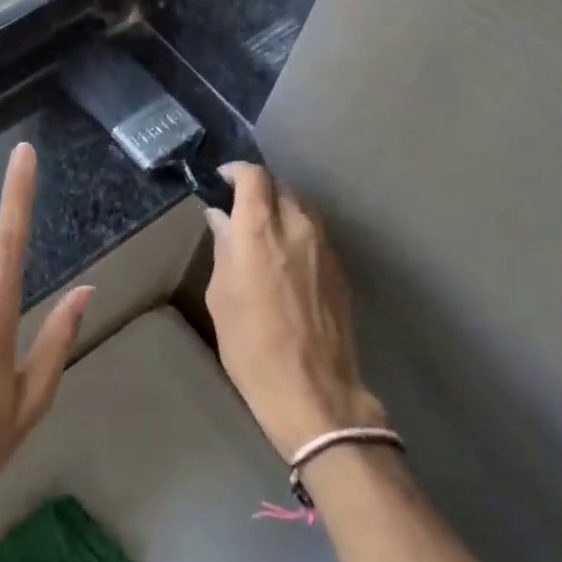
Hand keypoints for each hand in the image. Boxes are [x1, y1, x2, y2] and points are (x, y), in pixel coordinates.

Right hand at [204, 163, 385, 459]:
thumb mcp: (221, 297)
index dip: (237, 171)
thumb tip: (222, 219)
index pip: (255, 177)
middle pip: (281, 187)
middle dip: (260, 190)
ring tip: (263, 230)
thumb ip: (224, 250)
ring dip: (282, 208)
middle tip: (240, 207)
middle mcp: (297, 229)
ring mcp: (325, 248)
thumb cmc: (251, 347)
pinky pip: (316, 234)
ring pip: (303, 208)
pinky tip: (286, 257)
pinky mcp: (340, 269)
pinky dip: (298, 232)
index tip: (223, 179)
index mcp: (260, 232)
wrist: (312, 390)